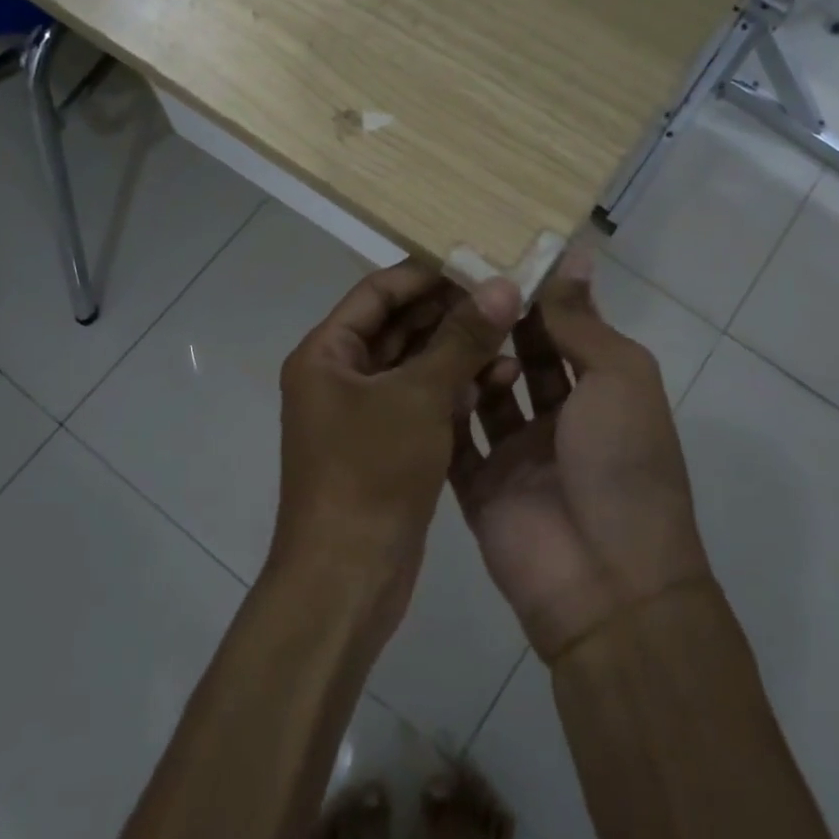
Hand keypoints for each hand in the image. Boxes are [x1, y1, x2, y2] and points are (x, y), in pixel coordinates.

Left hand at [276, 261, 520, 639]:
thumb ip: (461, 338)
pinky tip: (500, 378)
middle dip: (451, 311)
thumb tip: (502, 285)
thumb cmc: (371, 472)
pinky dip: (456, 388)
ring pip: (416, 364)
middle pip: (400, 326)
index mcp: (327, 353)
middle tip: (505, 294)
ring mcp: (363, 413)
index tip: (477, 260)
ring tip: (511, 334)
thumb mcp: (419, 396)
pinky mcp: (387, 444)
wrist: (347, 577)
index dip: (426, 274)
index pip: (378, 292)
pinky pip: (423, 400)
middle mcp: (340, 376)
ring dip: (459, 350)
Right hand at [451, 248, 711, 660]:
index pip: (562, 330)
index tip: (495, 253)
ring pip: (482, 394)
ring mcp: (517, 454)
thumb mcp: (618, 377)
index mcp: (601, 391)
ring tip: (432, 321)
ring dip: (465, 361)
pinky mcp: (479, 486)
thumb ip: (582, 321)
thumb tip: (574, 255)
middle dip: (493, 322)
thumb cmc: (624, 463)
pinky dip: (440, 409)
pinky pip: (454, 439)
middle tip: (450, 279)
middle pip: (519, 358)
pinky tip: (417, 371)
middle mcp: (560, 418)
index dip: (534, 294)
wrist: (606, 581)